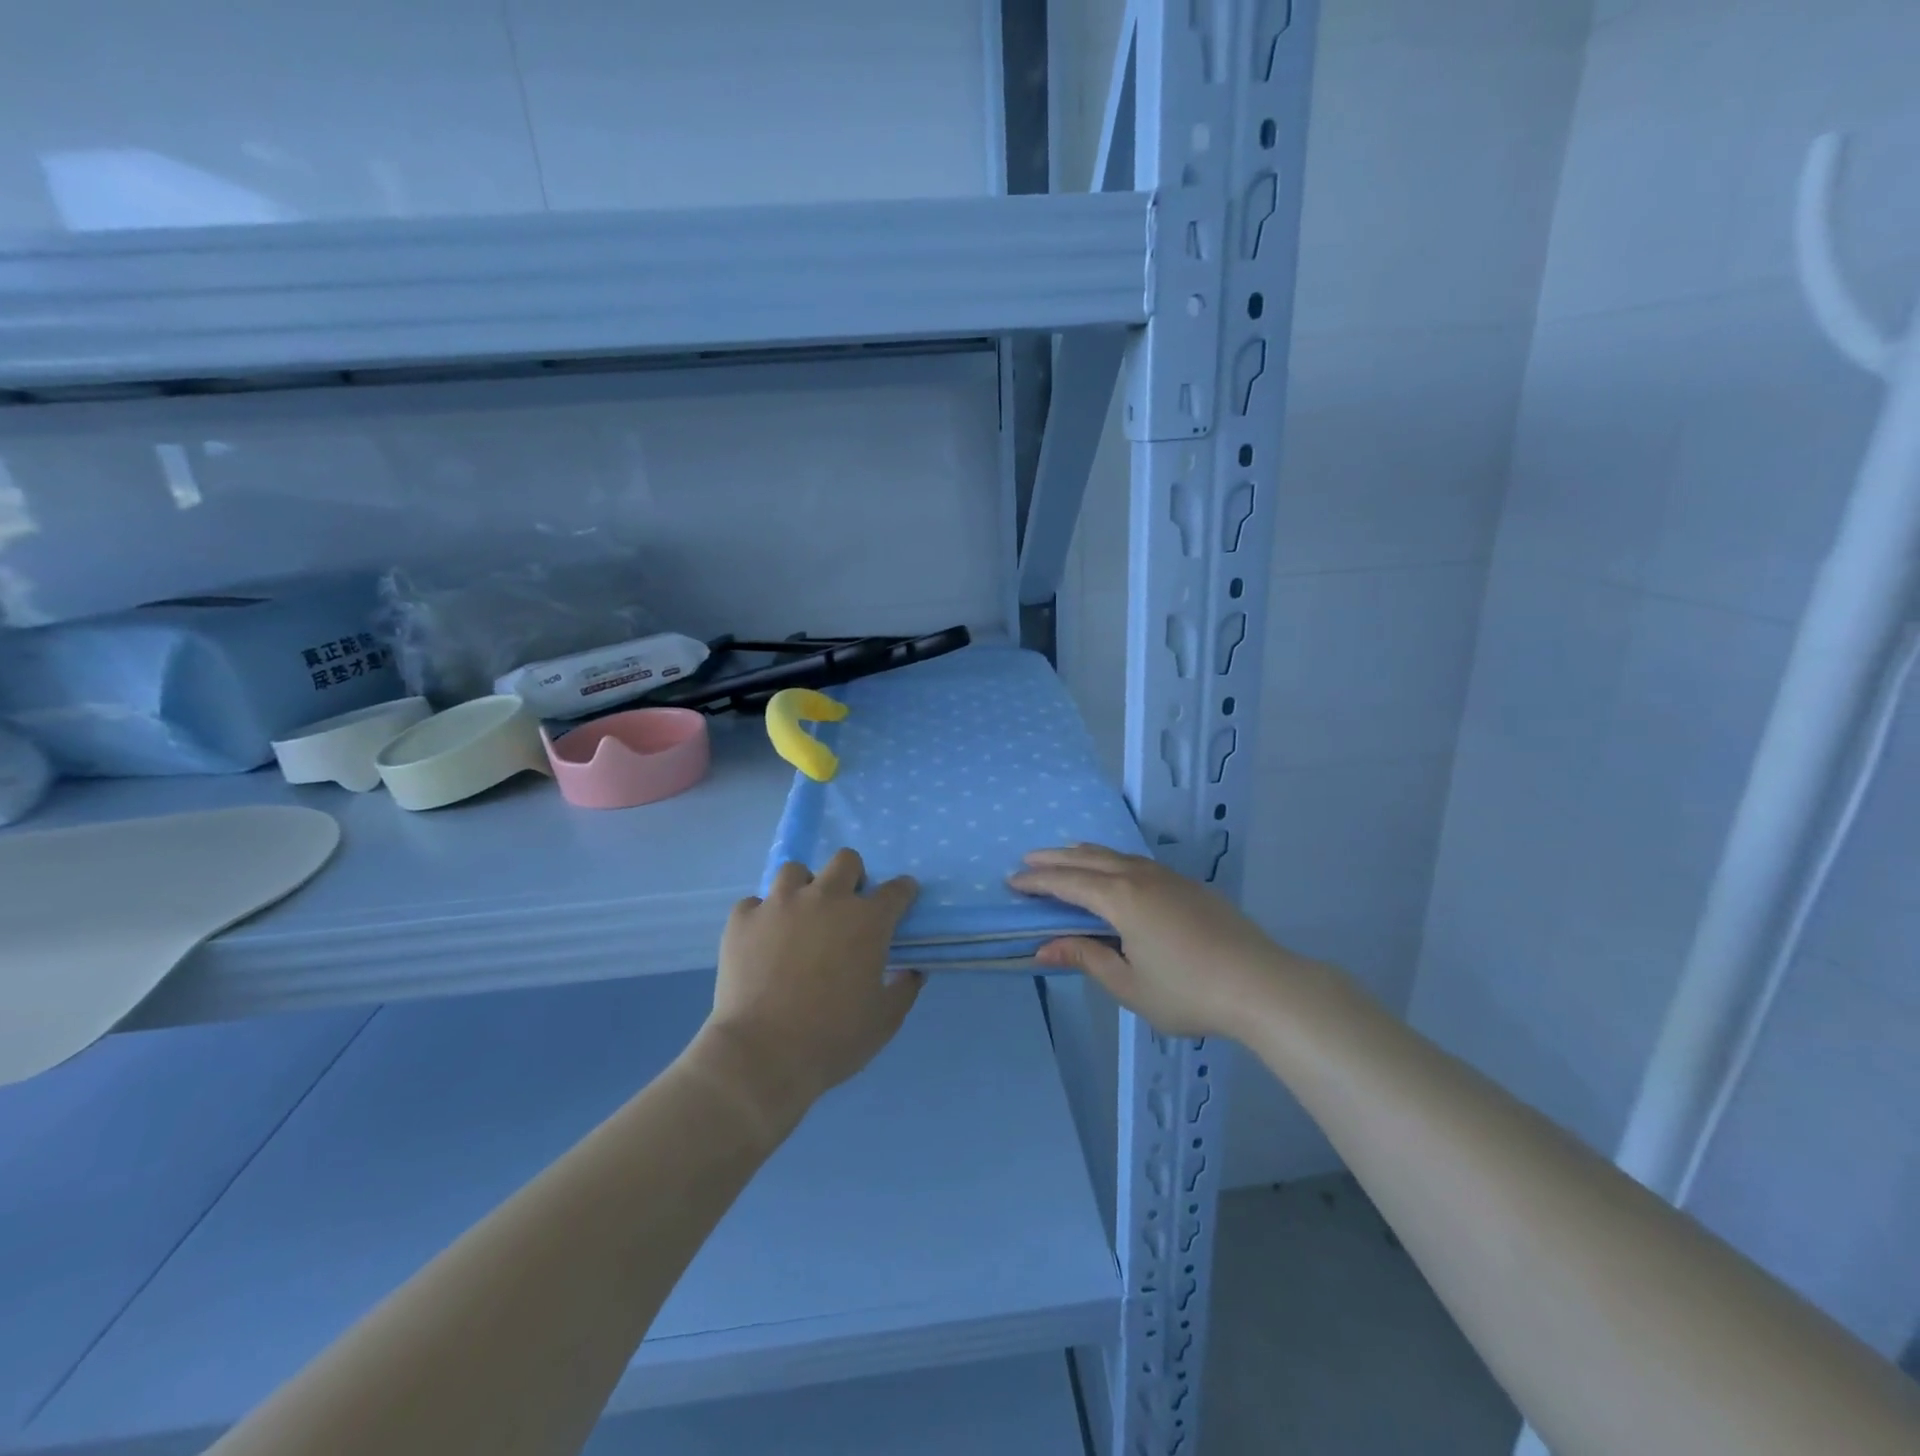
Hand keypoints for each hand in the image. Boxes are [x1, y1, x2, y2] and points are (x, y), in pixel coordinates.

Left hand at [695, 850, 921, 1125]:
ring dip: (804, 888)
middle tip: (846, 909)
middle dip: (852, 877)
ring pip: (795, 871)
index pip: (896, 889)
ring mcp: (780, 904)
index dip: (902, 893)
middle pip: (846, 861)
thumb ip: (904, 988)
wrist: (762, 1056)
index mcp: (867, 920)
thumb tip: (911, 971)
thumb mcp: (885, 1020)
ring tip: (800, 917)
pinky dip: (762, 916)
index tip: (901, 901)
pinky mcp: (743, 919)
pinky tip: (763, 940)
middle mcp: (826, 898)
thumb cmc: (833, 1039)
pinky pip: (755, 902)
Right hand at [1010, 844, 1297, 1038]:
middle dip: (1055, 859)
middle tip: (1027, 860)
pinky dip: (1112, 859)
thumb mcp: (1129, 984)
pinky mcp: (1188, 885)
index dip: (1038, 882)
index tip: (1012, 881)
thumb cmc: (1188, 991)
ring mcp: (1167, 877)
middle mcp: (1140, 877)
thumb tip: (1043, 947)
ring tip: (1064, 855)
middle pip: (1088, 858)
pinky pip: (1136, 861)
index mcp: (1121, 899)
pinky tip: (1113, 869)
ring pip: (1115, 854)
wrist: (1261, 984)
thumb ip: (1086, 958)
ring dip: (1084, 853)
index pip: (1068, 883)